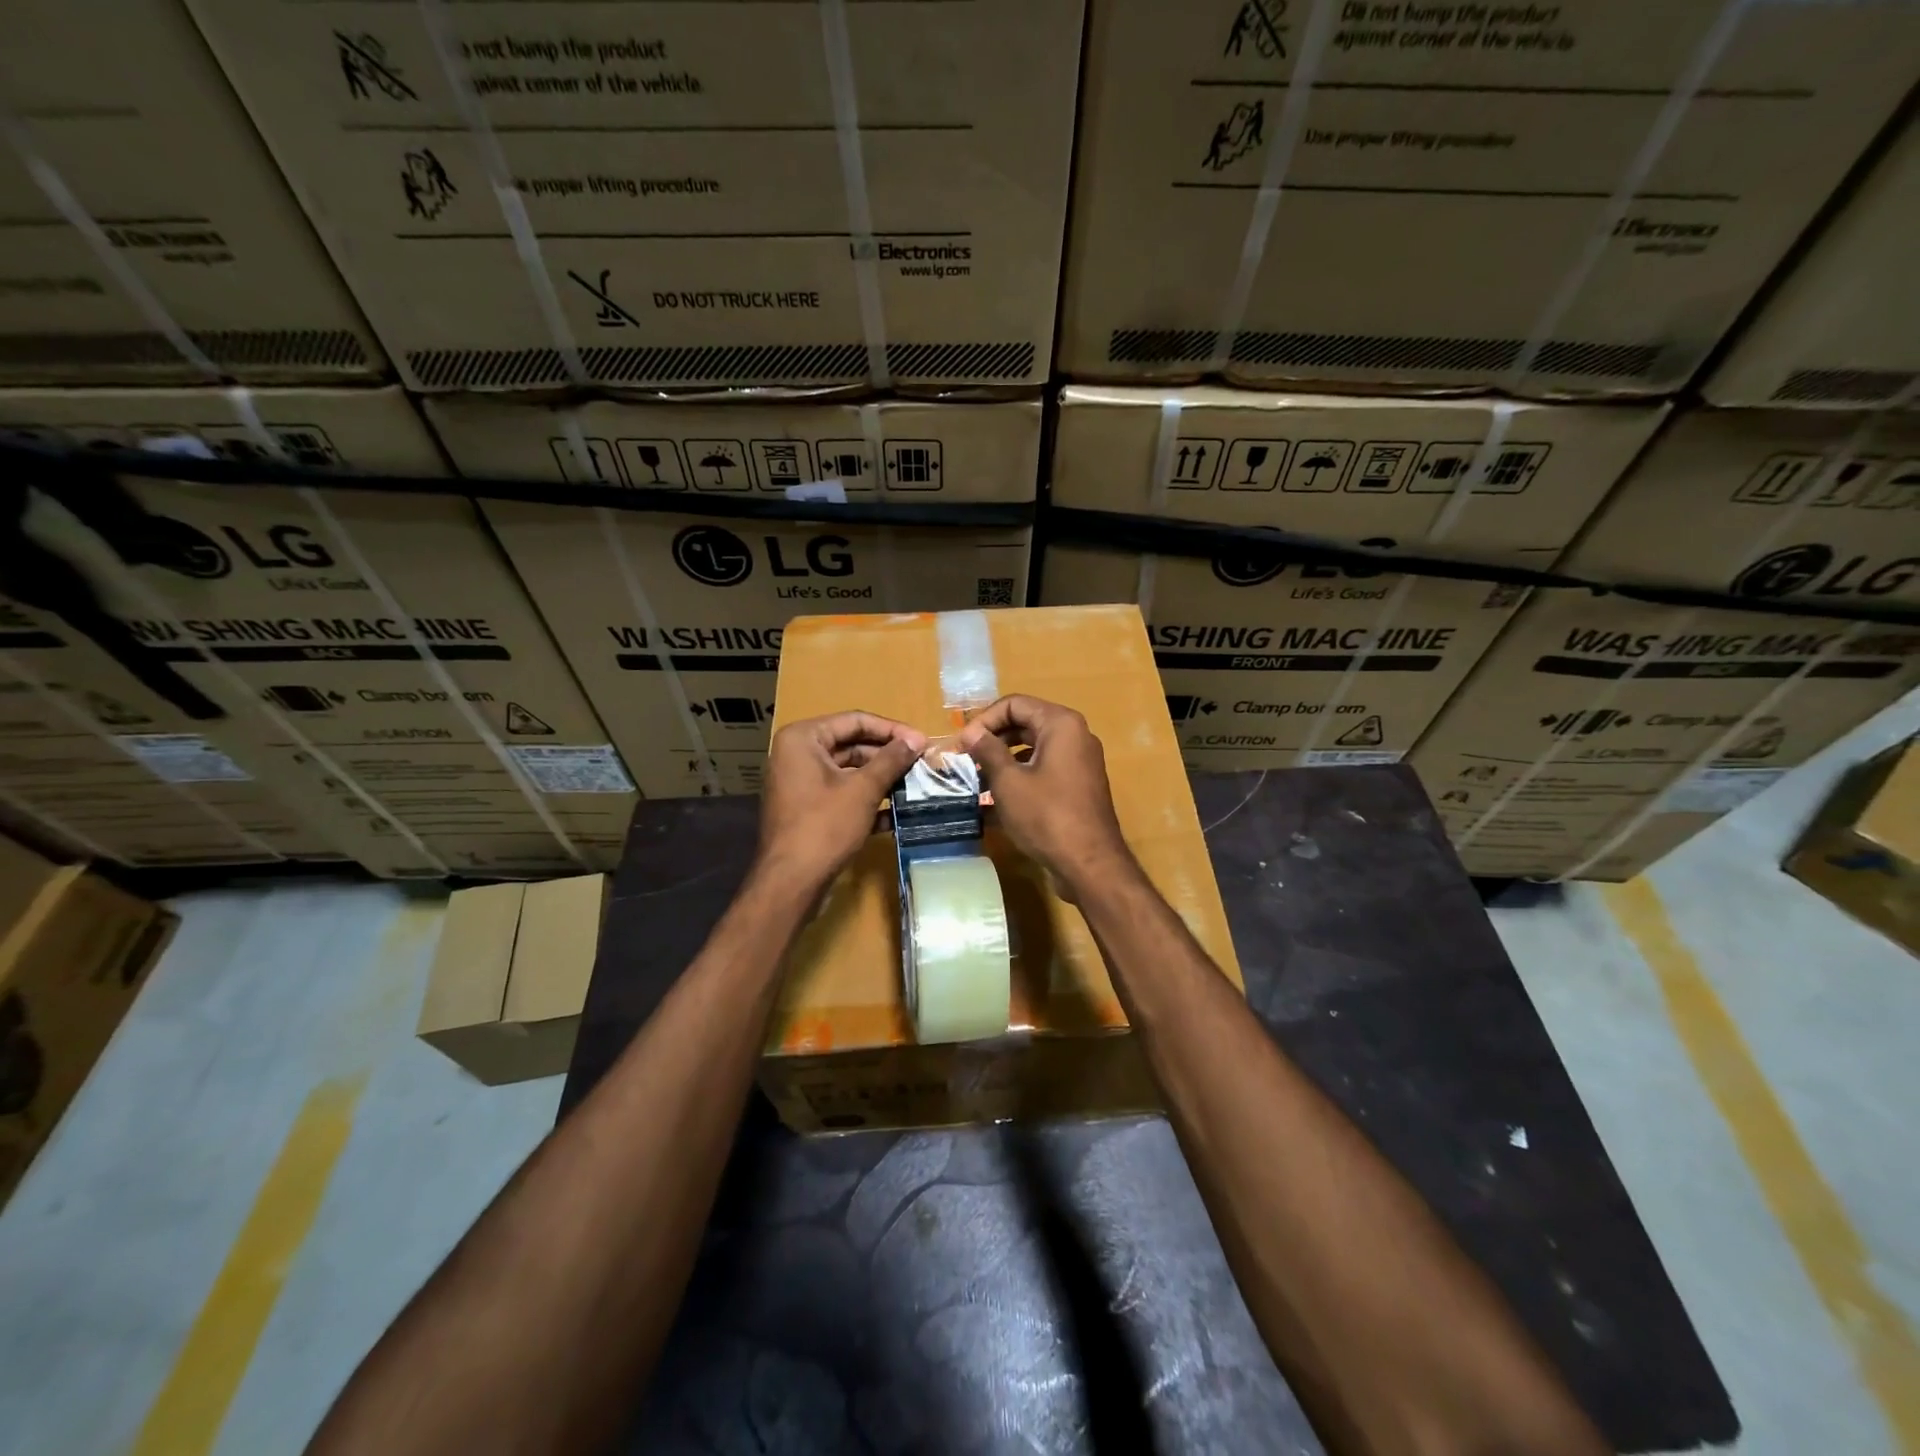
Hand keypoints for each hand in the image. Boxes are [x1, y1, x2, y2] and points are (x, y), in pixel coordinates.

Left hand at [759, 711, 926, 891]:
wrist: (791, 883)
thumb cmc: (825, 826)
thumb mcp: (863, 789)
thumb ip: (891, 760)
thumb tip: (916, 740)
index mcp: (803, 739)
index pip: (855, 721)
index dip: (891, 730)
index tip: (922, 741)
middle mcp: (797, 755)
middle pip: (851, 745)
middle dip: (887, 755)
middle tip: (921, 763)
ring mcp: (800, 783)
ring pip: (848, 772)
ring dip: (881, 778)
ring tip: (915, 785)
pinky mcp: (807, 809)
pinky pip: (841, 794)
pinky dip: (866, 799)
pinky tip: (896, 813)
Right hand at [955, 695, 1135, 896]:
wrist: (1089, 863)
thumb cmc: (1046, 815)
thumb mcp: (1008, 781)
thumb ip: (987, 750)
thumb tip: (970, 732)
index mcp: (1060, 724)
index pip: (1014, 704)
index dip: (984, 720)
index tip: (962, 743)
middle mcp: (1075, 735)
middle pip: (1025, 723)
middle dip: (992, 739)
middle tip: (964, 759)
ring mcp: (1079, 762)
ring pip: (1033, 749)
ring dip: (1003, 760)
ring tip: (975, 779)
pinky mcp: (1078, 786)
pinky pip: (1043, 770)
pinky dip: (1019, 777)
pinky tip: (995, 800)